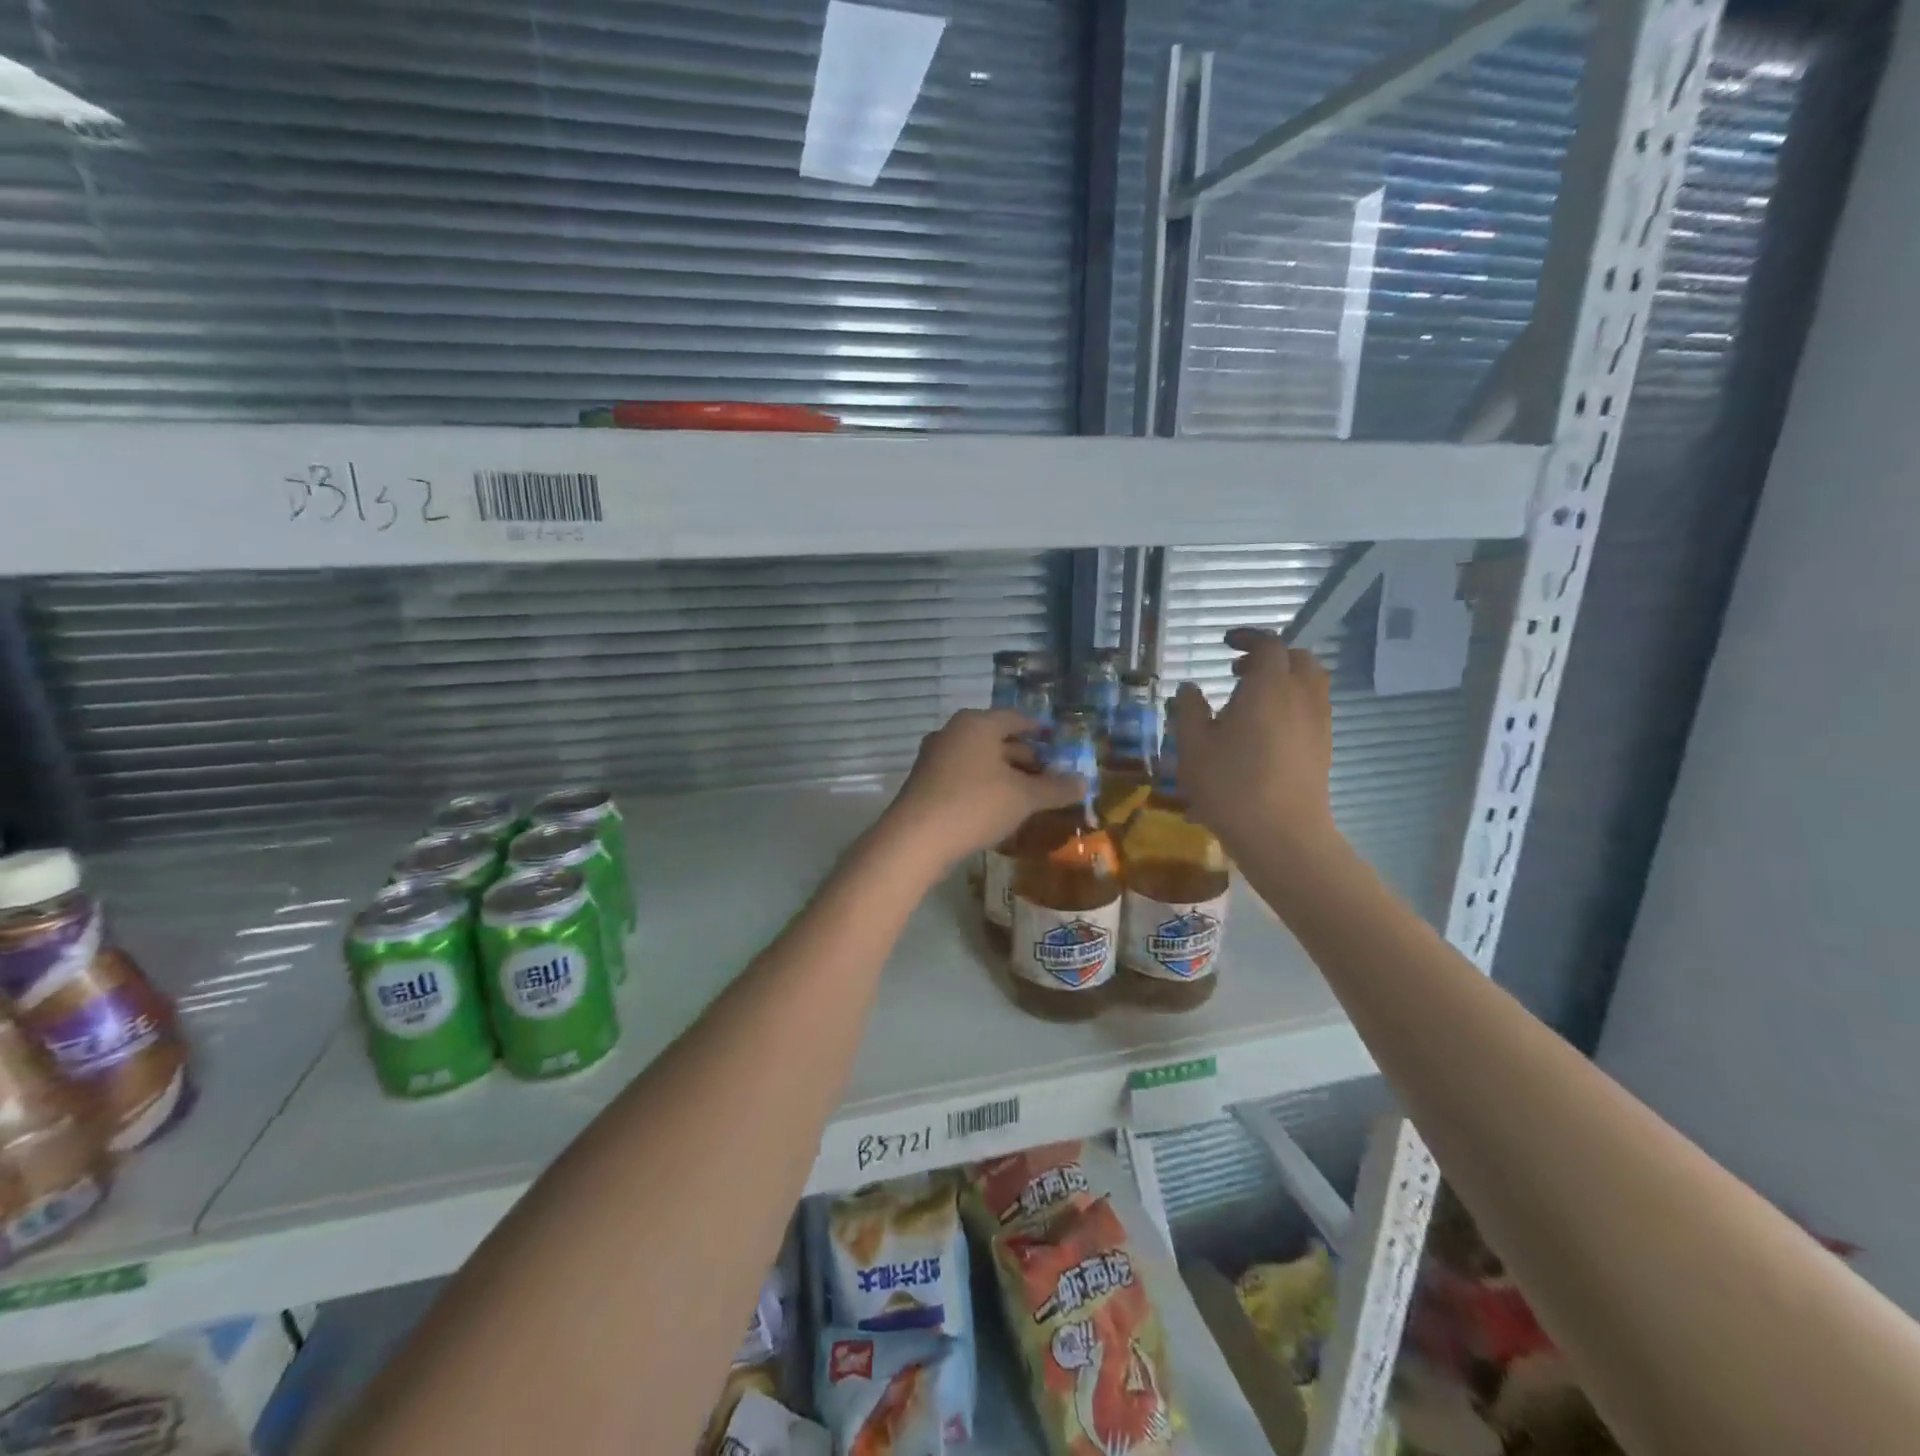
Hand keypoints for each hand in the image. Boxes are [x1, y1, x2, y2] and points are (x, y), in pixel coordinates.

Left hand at [881, 710, 1084, 870]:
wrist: (915, 839)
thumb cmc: (975, 804)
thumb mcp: (1024, 797)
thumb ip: (1056, 788)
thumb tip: (1084, 782)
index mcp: (976, 724)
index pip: (1015, 718)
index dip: (1038, 729)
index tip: (1056, 741)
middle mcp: (952, 733)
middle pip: (996, 739)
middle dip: (1024, 756)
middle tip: (1049, 774)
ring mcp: (934, 758)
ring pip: (979, 760)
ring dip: (1004, 774)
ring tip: (1029, 794)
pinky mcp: (925, 784)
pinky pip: (963, 778)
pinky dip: (984, 787)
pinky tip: (999, 809)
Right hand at [1168, 628, 1339, 856]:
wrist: (1283, 836)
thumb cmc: (1231, 785)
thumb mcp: (1193, 746)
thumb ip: (1190, 710)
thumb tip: (1190, 689)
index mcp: (1270, 686)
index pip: (1269, 645)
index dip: (1248, 638)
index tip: (1225, 644)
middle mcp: (1302, 696)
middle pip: (1298, 659)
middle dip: (1270, 657)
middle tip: (1238, 672)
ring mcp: (1318, 723)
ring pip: (1310, 685)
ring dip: (1284, 681)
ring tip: (1251, 702)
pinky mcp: (1323, 749)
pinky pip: (1312, 710)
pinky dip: (1291, 705)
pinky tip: (1264, 732)